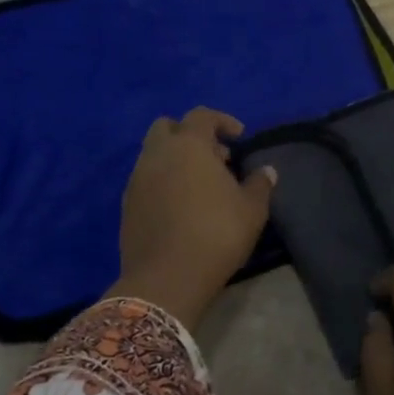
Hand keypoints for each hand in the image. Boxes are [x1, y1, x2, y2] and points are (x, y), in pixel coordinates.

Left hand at [115, 107, 275, 329]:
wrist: (166, 279)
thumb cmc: (216, 234)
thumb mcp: (252, 210)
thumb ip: (260, 184)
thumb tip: (266, 171)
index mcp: (188, 145)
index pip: (202, 115)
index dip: (222, 121)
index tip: (239, 138)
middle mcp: (157, 154)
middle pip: (167, 127)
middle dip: (190, 134)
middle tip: (214, 157)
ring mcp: (137, 180)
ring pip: (153, 154)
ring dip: (175, 159)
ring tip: (200, 185)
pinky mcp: (127, 205)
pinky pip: (145, 180)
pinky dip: (162, 182)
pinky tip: (181, 206)